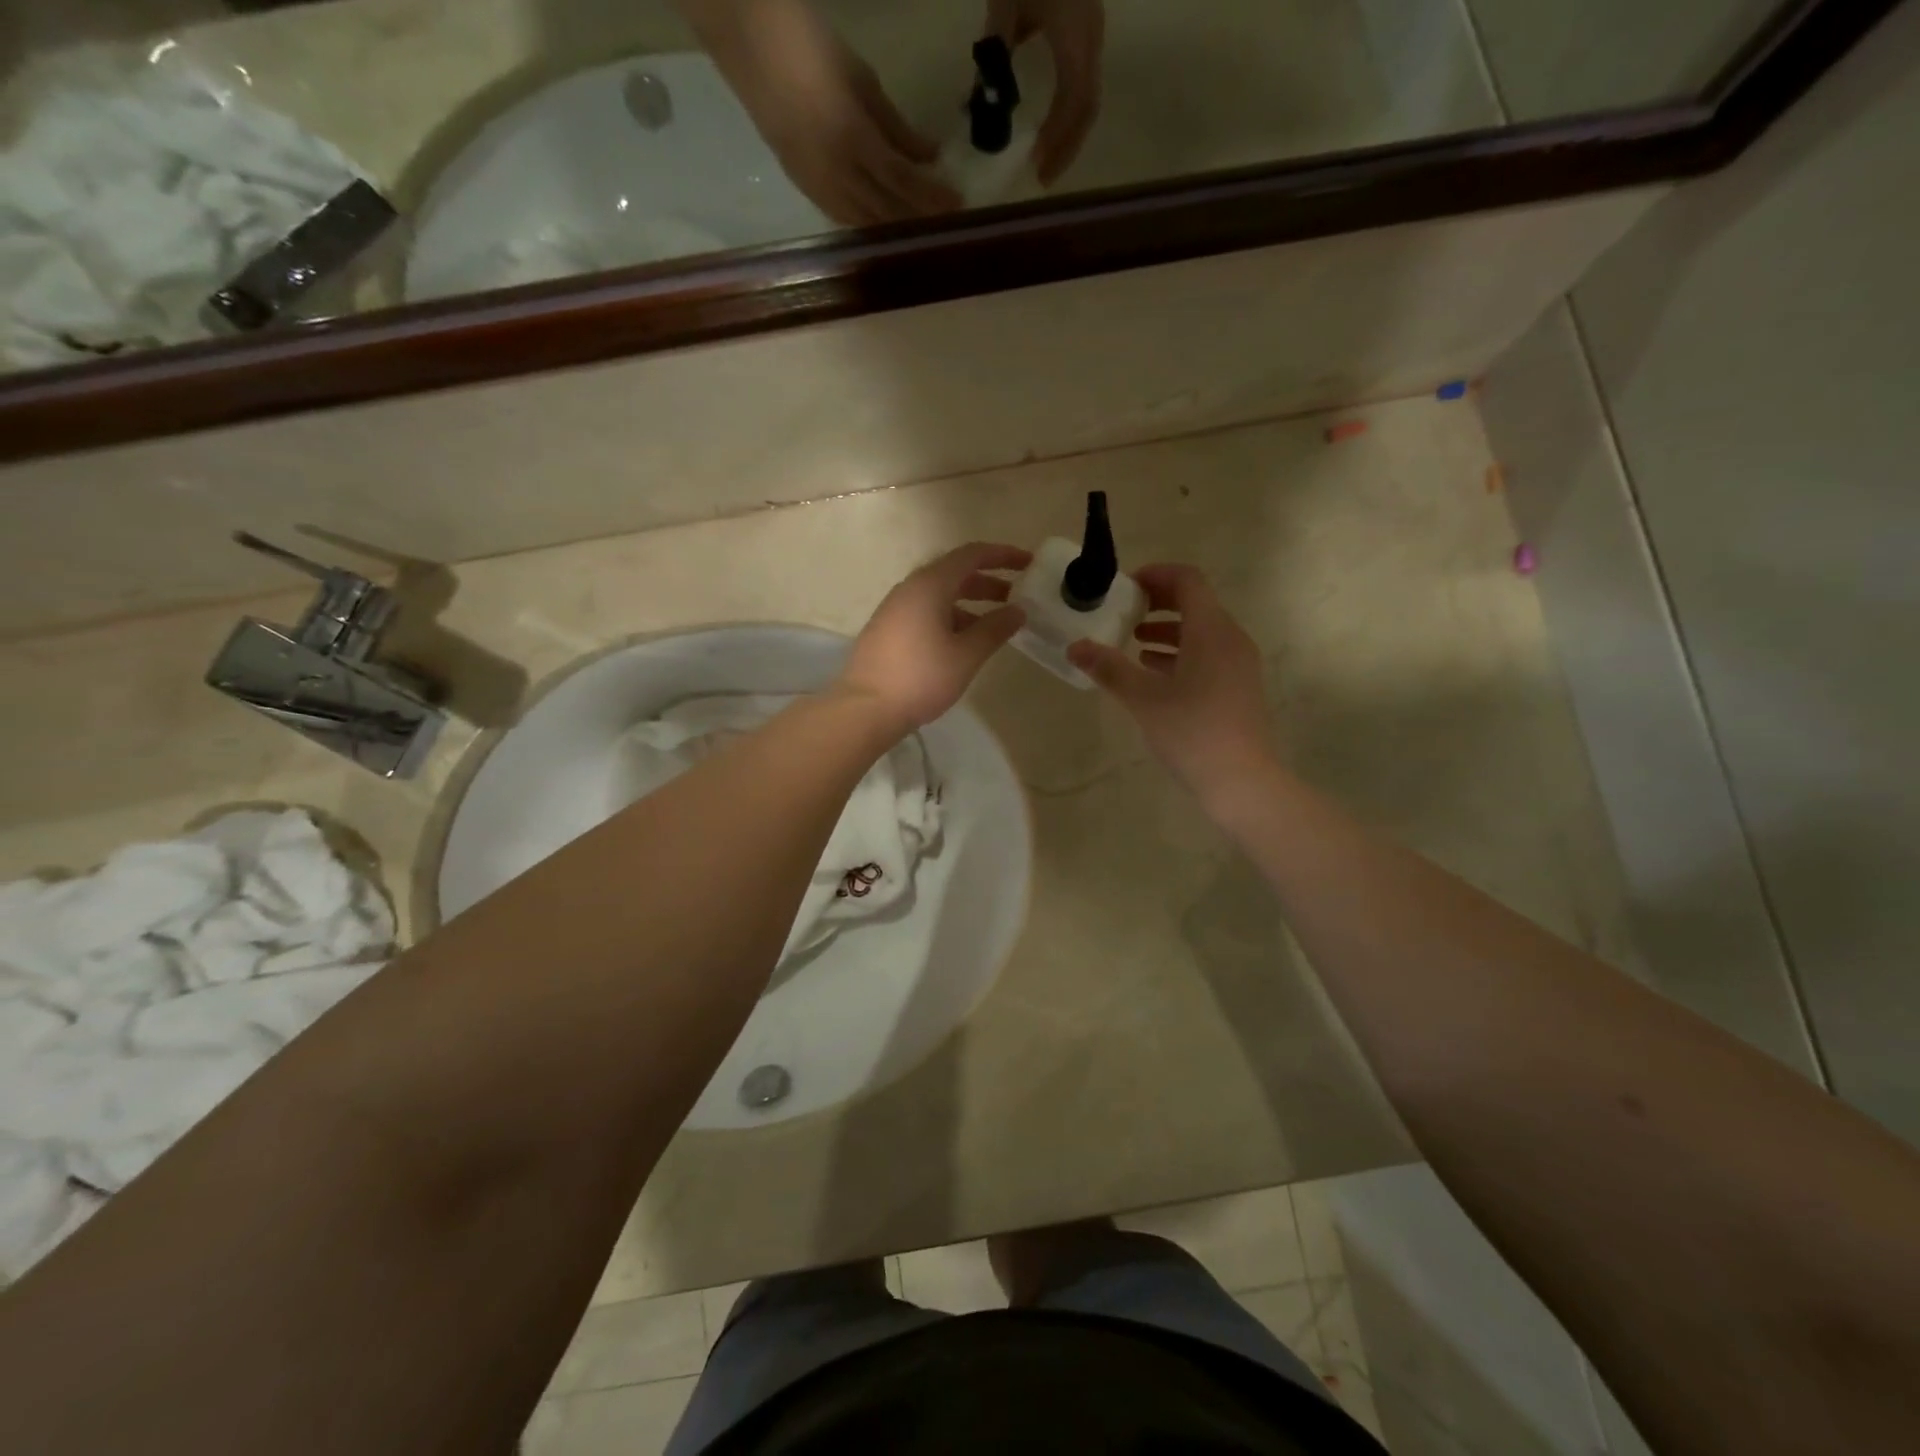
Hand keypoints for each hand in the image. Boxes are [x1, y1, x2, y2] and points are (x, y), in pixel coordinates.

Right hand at [689, 0, 961, 224]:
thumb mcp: (861, 78)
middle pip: (885, 210)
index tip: (959, 204)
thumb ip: (896, 125)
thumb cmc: (808, 42)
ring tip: (919, 228)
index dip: (932, 198)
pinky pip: (840, 215)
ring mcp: (814, 182)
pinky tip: (882, 222)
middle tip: (946, 226)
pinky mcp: (800, 184)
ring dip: (893, 228)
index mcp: (852, 138)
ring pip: (863, 221)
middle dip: (918, 220)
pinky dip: (866, 222)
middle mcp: (834, 172)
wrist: (745, 34)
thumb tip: (929, 157)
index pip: (903, 182)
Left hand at [837, 542, 1031, 732]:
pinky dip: (951, 617)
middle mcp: (910, 588)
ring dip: (971, 603)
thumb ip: (995, 629)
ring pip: (940, 595)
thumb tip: (1018, 611)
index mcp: (930, 585)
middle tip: (1018, 597)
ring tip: (996, 625)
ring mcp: (895, 609)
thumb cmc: (921, 677)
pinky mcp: (888, 630)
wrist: (865, 708)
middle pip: (955, 573)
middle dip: (989, 582)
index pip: (972, 555)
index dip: (1003, 555)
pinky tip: (964, 642)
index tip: (1029, 564)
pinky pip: (926, 612)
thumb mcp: (966, 655)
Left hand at [986, 0, 1104, 183]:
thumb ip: (996, 51)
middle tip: (1042, 176)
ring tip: (1044, 159)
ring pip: (1087, 95)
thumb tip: (984, 106)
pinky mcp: (1083, 26)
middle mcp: (1090, 35)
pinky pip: (1079, 80)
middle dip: (1067, 146)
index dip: (1058, 137)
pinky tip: (1045, 126)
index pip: (1075, 99)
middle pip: (1087, 106)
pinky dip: (1064, 111)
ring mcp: (1091, 29)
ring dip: (1067, 132)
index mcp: (1075, 32)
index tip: (1035, 165)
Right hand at [1067, 563, 1274, 804]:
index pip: (1187, 580)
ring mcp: (1238, 663)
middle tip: (1124, 611)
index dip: (1156, 575)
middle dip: (1158, 602)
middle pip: (1196, 602)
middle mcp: (1230, 638)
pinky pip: (1207, 653)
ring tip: (1132, 642)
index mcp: (1210, 631)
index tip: (1125, 587)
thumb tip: (1075, 647)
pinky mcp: (1238, 686)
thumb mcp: (1143, 698)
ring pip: (1201, 630)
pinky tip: (1154, 672)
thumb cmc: (1191, 731)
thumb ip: (1109, 668)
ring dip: (1167, 629)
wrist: (1241, 780)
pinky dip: (1180, 652)